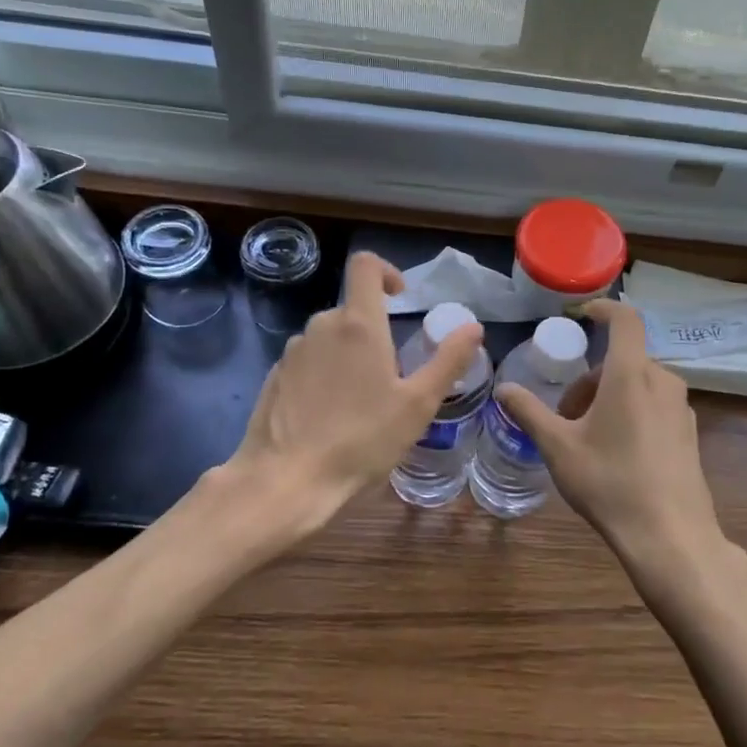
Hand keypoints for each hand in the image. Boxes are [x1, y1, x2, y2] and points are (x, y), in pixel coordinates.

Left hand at [226, 252, 482, 536]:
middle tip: (393, 376)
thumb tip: (473, 327)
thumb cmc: (361, 440)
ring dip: (349, 356)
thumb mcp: (418, 404)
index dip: (386, 271)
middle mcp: (321, 326)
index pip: (365, 266)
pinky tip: (330, 417)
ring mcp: (293, 352)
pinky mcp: (274, 377)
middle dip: (374, 331)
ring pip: (329, 338)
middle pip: (352, 310)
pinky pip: (308, 362)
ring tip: (362, 403)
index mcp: (358, 324)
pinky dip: (324, 376)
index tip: (401, 299)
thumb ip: (448, 360)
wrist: (286, 481)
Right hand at [495, 300, 737, 604]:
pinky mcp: (690, 433)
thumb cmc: (609, 483)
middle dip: (591, 377)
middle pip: (624, 360)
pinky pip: (656, 406)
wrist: (671, 537)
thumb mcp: (558, 447)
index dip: (604, 308)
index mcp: (632, 374)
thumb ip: (529, 412)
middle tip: (566, 413)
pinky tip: (617, 453)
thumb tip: (504, 388)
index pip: (625, 319)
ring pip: (640, 384)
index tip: (582, 315)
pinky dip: (632, 412)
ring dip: (610, 396)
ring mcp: (681, 408)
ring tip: (587, 437)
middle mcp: (662, 382)